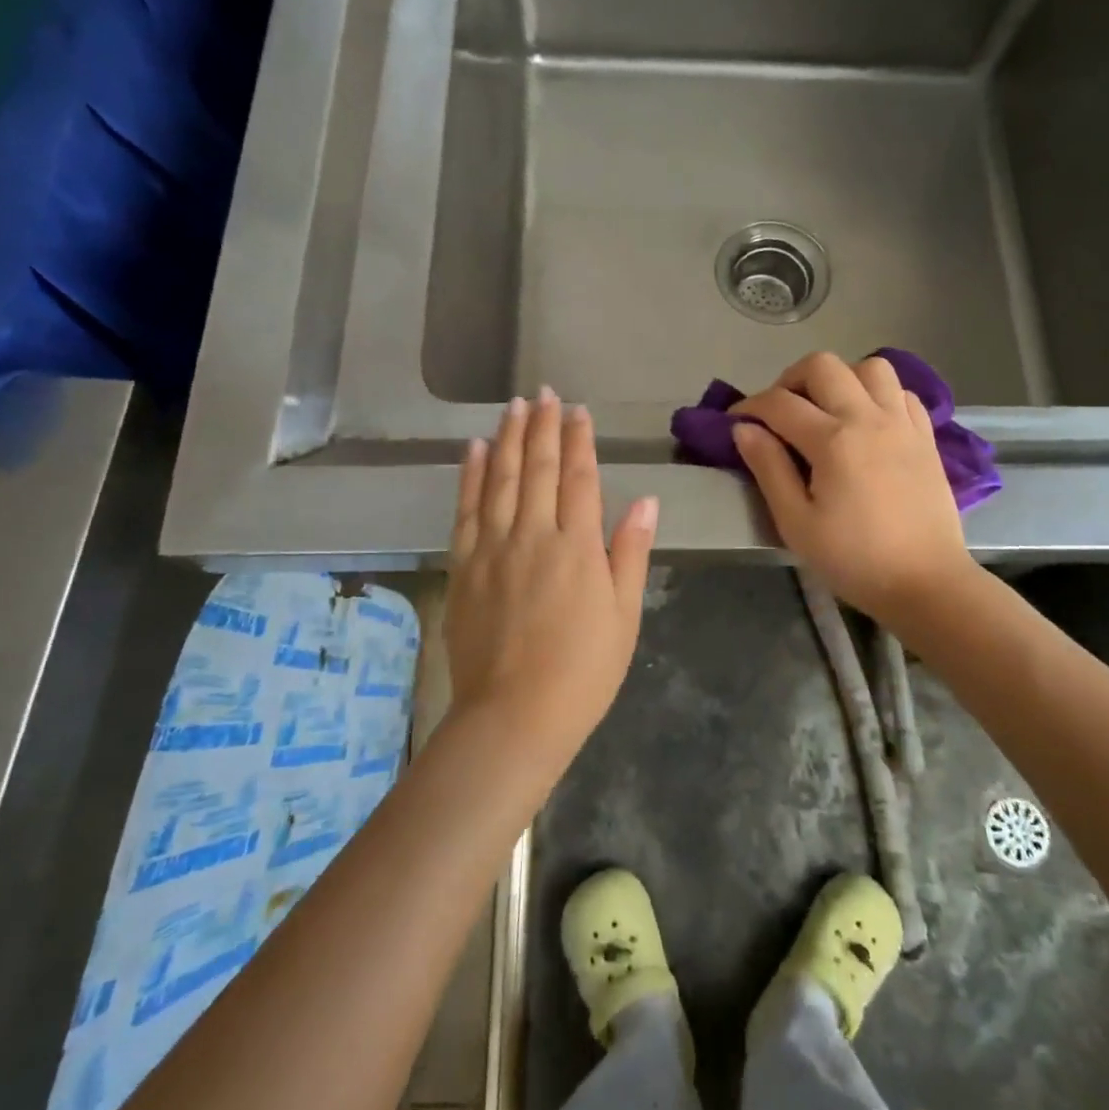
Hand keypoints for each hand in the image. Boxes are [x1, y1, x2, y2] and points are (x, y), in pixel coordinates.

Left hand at [445, 389, 657, 754]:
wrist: (514, 716)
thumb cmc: (583, 671)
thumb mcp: (624, 615)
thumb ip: (630, 552)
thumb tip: (644, 499)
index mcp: (577, 546)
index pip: (579, 477)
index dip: (580, 440)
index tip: (578, 410)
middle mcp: (533, 535)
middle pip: (538, 468)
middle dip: (543, 426)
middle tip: (544, 393)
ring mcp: (493, 548)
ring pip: (501, 479)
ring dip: (508, 438)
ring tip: (514, 406)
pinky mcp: (464, 566)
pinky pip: (466, 509)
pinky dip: (471, 475)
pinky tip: (476, 449)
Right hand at [730, 352, 970, 621]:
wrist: (927, 584)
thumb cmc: (854, 560)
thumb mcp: (796, 523)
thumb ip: (768, 469)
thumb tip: (744, 429)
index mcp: (833, 440)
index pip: (779, 403)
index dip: (749, 406)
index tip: (734, 422)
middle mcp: (869, 417)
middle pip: (823, 366)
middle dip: (790, 380)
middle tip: (780, 413)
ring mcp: (903, 423)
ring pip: (869, 367)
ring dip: (840, 379)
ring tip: (827, 410)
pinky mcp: (926, 436)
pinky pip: (901, 392)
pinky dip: (878, 394)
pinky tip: (867, 422)